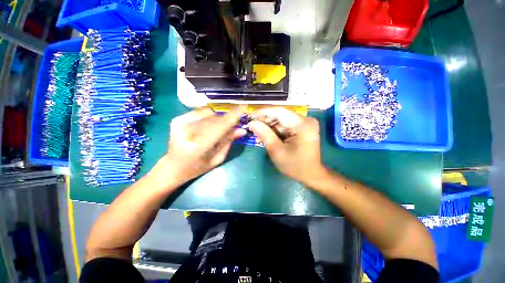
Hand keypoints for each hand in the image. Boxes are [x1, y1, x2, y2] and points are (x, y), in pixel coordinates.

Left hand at [164, 106, 246, 184]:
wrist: (173, 167)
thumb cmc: (197, 167)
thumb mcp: (217, 159)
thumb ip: (228, 142)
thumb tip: (242, 130)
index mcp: (198, 147)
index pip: (220, 126)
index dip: (233, 116)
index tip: (244, 107)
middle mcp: (187, 131)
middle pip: (215, 119)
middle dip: (228, 120)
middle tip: (234, 125)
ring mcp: (180, 123)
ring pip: (209, 113)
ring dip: (219, 119)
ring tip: (218, 129)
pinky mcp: (177, 119)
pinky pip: (201, 112)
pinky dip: (209, 117)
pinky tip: (208, 126)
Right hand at [248, 107, 324, 184]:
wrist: (311, 174)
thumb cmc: (294, 165)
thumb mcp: (277, 151)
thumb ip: (264, 134)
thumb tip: (252, 123)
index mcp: (302, 125)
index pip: (279, 111)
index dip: (263, 112)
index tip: (250, 116)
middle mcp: (305, 120)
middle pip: (280, 115)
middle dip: (265, 121)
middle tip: (252, 127)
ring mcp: (305, 123)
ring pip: (282, 120)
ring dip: (269, 127)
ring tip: (257, 134)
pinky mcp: (303, 128)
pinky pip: (286, 125)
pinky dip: (275, 130)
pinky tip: (267, 136)